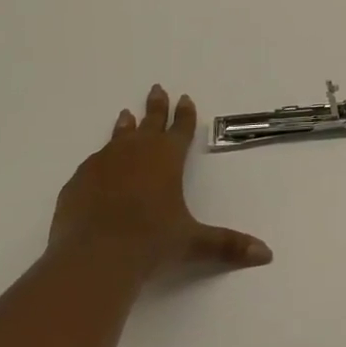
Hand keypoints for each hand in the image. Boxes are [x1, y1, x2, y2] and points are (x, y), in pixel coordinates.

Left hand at [49, 84, 271, 277]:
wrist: (93, 258)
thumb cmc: (150, 243)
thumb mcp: (193, 243)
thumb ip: (227, 245)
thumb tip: (267, 254)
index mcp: (167, 158)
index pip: (180, 129)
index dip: (185, 114)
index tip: (185, 98)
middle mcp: (136, 152)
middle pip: (149, 122)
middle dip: (156, 106)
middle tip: (157, 88)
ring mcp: (103, 163)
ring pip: (118, 137)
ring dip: (126, 127)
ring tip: (125, 115)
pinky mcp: (78, 181)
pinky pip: (93, 164)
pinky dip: (101, 161)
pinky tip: (99, 167)